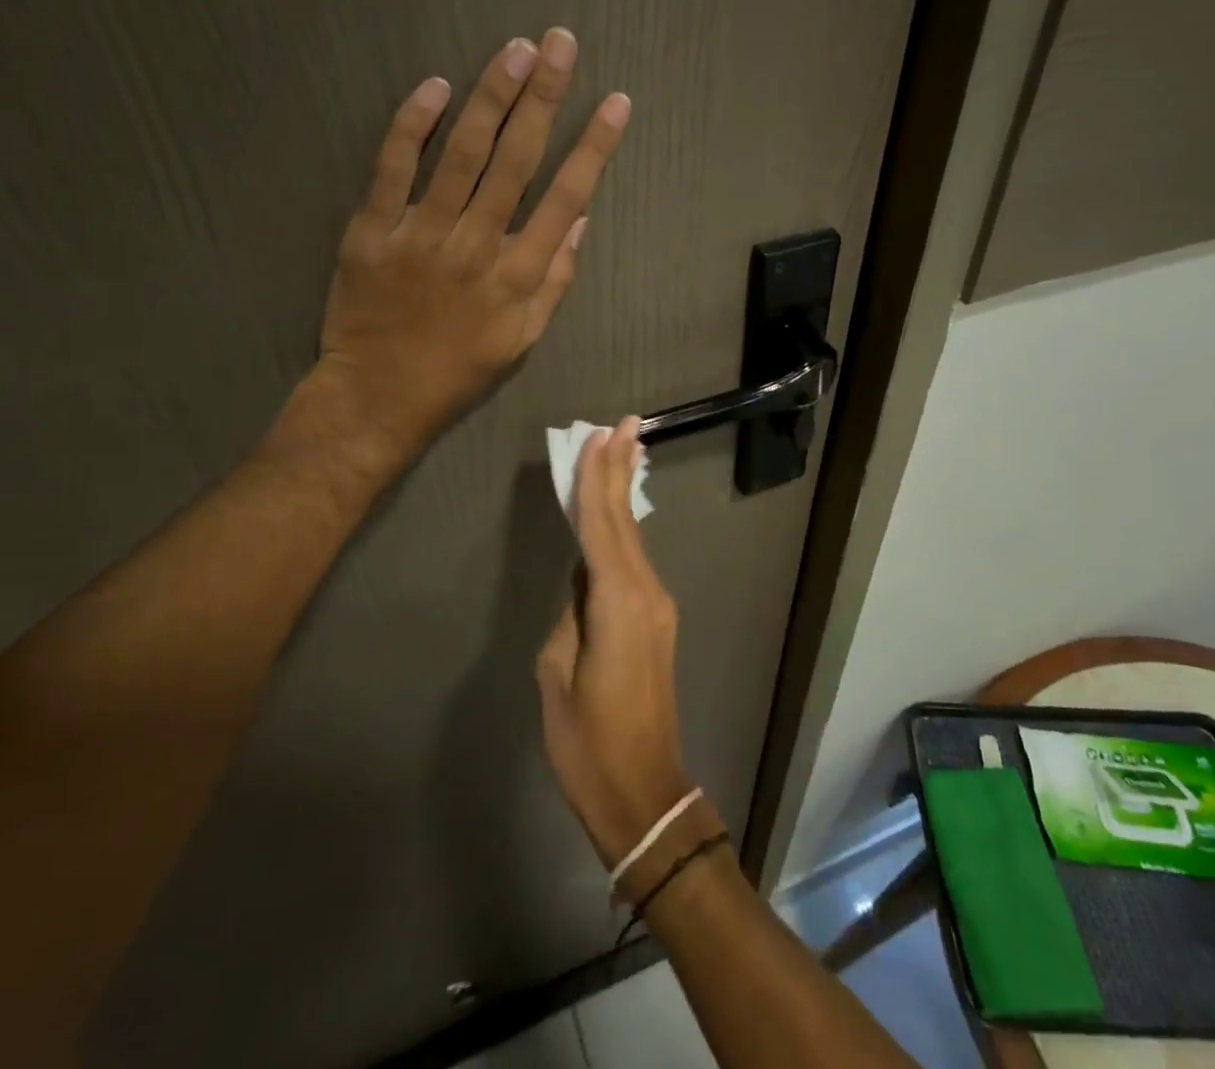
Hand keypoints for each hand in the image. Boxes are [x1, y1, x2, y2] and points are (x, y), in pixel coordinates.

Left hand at [318, 29, 629, 474]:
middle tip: (561, 44)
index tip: (614, 103)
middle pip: (516, 159)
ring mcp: (421, 233)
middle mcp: (477, 244)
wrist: (378, 395)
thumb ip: (554, 282)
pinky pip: (393, 167)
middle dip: (544, 97)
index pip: (566, 197)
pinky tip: (436, 87)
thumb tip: (578, 222)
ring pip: (462, 153)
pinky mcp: (372, 230)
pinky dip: (414, 125)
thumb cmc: (459, 371)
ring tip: (515, 50)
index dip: (593, 146)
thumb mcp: (524, 340)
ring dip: (491, 96)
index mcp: (518, 275)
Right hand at [536, 418, 694, 871]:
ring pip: (633, 539)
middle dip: (621, 471)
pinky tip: (615, 516)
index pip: (601, 526)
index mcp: (617, 602)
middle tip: (624, 425)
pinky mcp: (656, 621)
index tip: (601, 436)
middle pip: (626, 522)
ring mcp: (657, 606)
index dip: (598, 479)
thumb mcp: (558, 675)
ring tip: (621, 452)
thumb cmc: (588, 742)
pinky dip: (622, 531)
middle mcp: (646, 593)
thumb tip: (581, 586)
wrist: (643, 790)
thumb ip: (569, 617)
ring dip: (623, 496)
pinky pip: (634, 563)